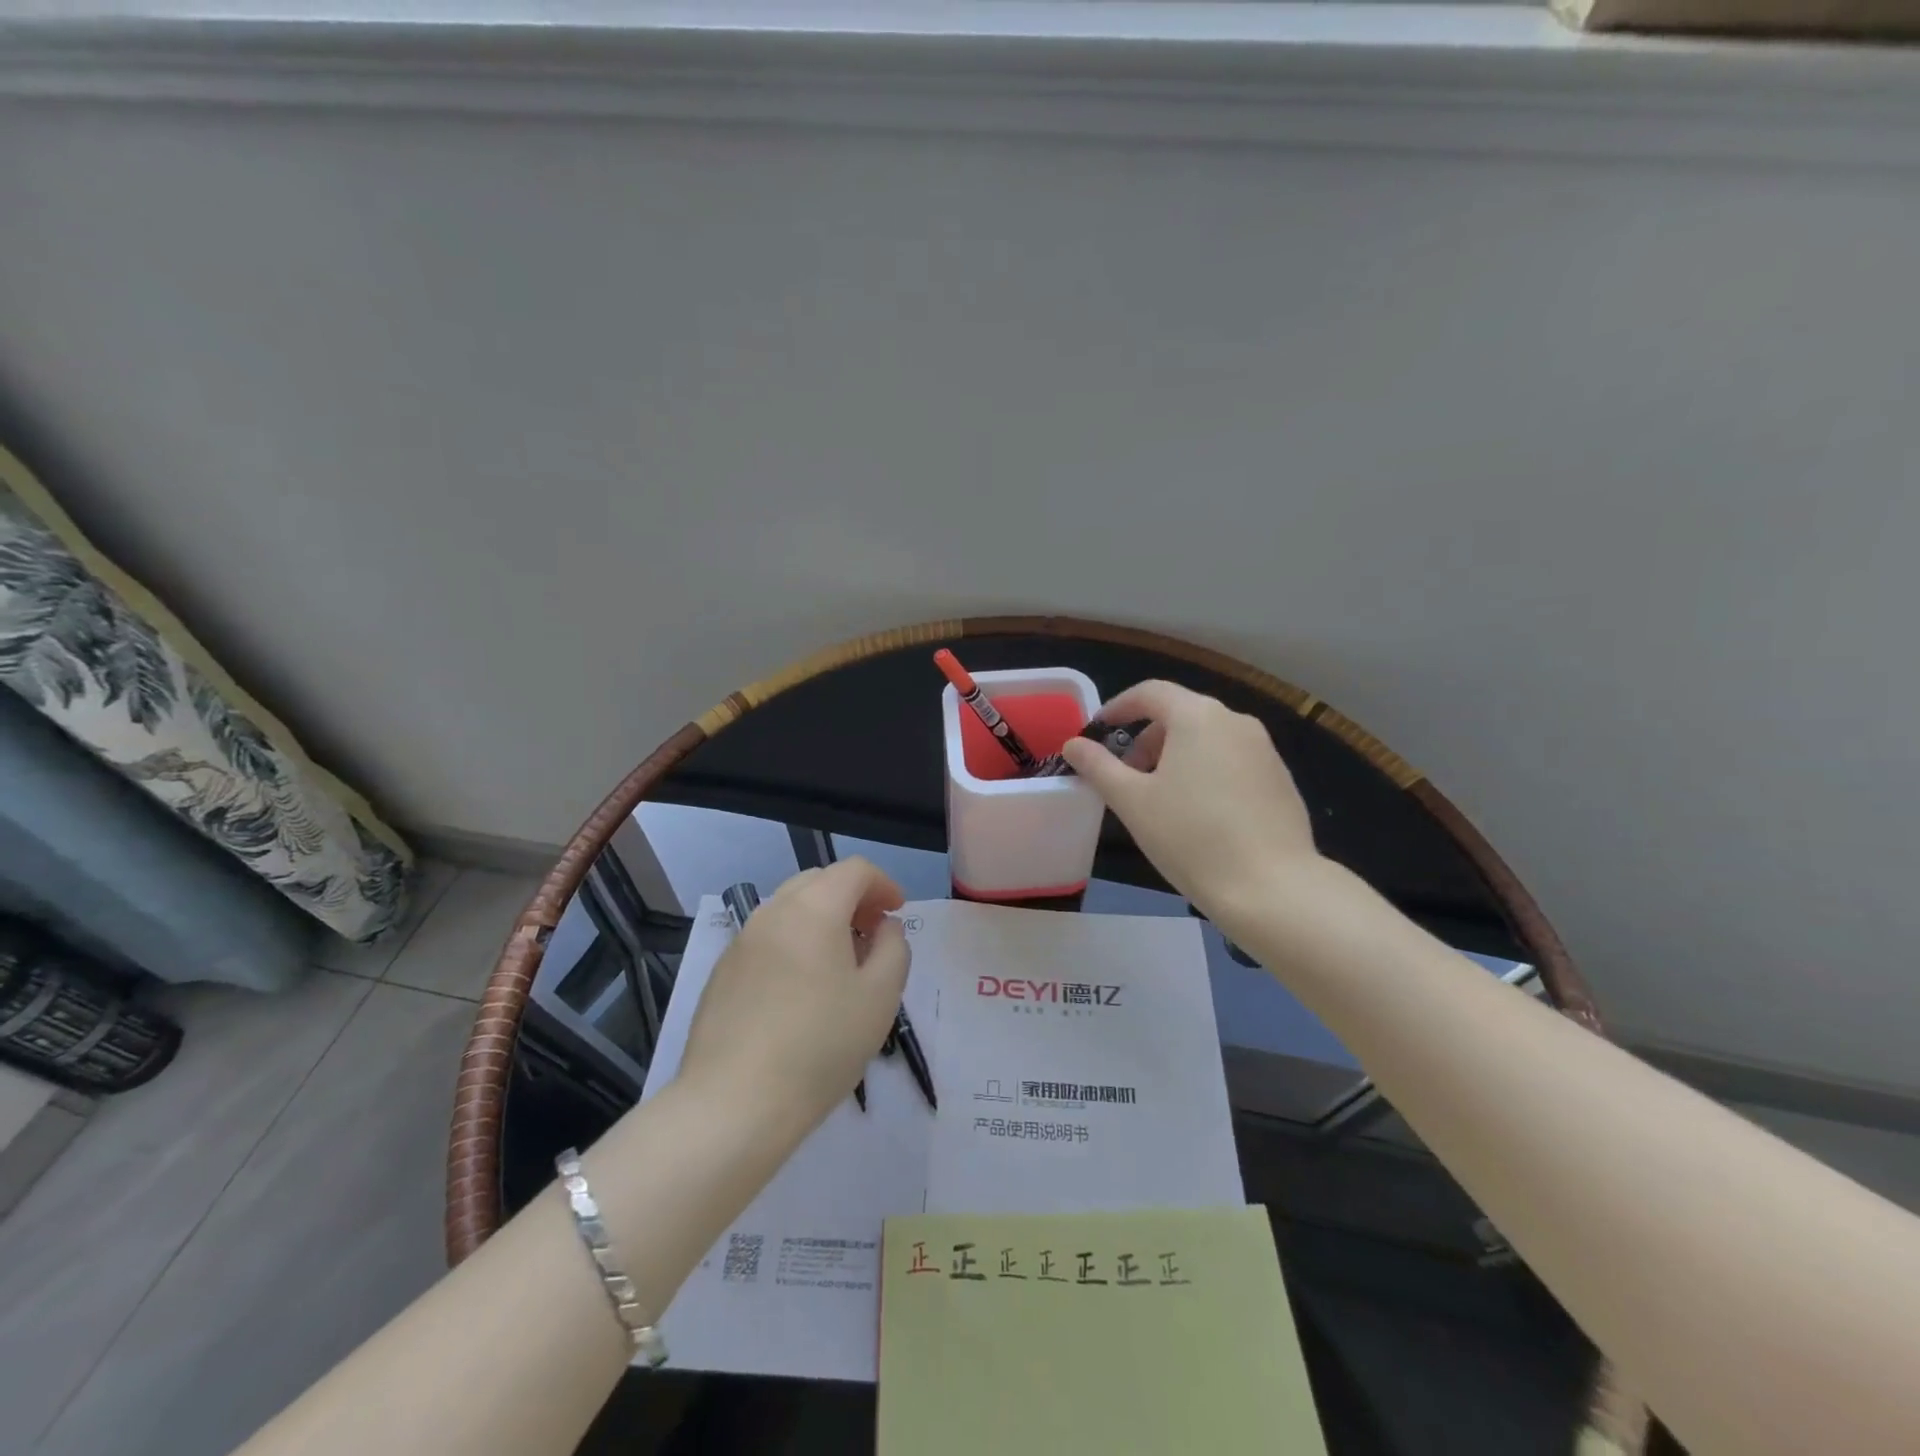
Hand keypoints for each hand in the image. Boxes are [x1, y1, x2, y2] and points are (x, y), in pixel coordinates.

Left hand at [678, 858, 909, 1139]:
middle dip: (852, 897)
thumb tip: (884, 926)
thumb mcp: (881, 997)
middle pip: (819, 881)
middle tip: (872, 934)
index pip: (854, 870)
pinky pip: (767, 937)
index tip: (897, 914)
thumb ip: (894, 948)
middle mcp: (772, 912)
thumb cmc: (820, 1046)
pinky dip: (794, 941)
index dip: (883, 884)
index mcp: (814, 908)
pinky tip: (802, 989)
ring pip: (789, 908)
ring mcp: (741, 940)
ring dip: (822, 918)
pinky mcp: (723, 971)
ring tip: (840, 963)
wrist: (733, 1105)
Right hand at [1061, 680, 1316, 921]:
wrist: (1272, 887)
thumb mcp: (1132, 801)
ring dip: (1176, 756)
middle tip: (1126, 776)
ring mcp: (1264, 750)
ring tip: (1160, 798)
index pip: (1150, 692)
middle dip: (1147, 739)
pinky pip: (1232, 761)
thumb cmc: (1191, 837)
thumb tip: (1074, 744)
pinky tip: (1199, 815)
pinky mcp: (1280, 779)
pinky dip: (1206, 772)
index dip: (1119, 707)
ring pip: (1208, 739)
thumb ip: (1098, 766)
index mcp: (1198, 716)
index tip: (1098, 730)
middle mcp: (1236, 721)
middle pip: (1181, 714)